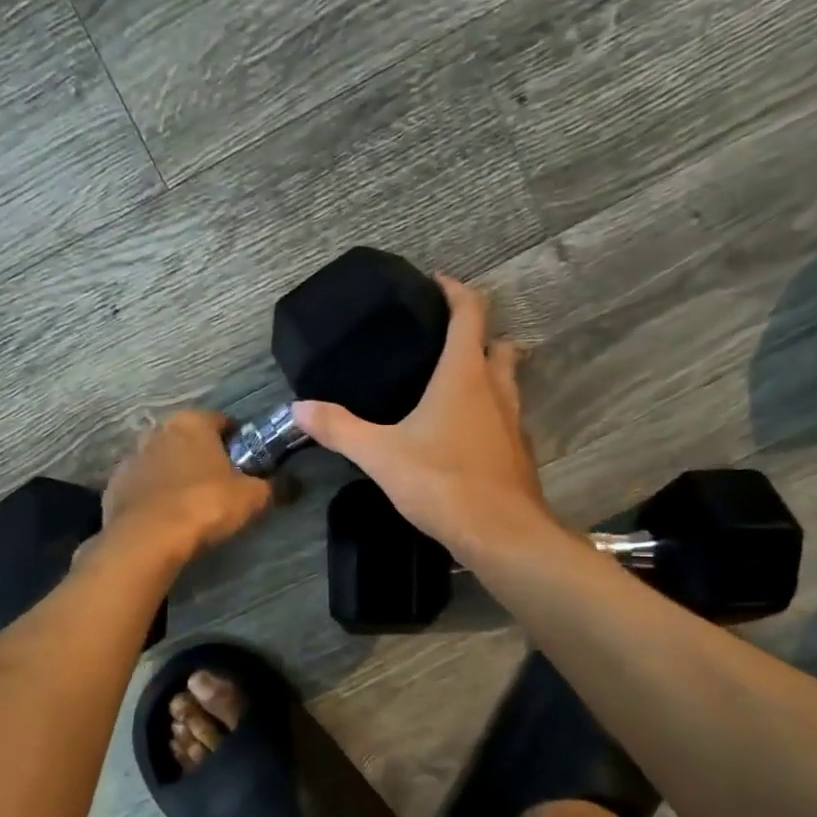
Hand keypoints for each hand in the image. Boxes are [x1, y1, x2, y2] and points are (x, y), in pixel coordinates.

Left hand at [102, 410, 273, 562]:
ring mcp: (131, 458)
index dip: (239, 443)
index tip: (248, 466)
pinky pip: (143, 487)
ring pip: (163, 462)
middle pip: (189, 441)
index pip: (223, 422)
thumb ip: (275, 487)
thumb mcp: (252, 498)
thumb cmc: (204, 505)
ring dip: (176, 476)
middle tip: (223, 487)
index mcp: (192, 422)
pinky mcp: (114, 487)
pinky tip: (166, 519)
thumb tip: (296, 484)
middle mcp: (158, 431)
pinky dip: (155, 497)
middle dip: (205, 458)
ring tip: (192, 506)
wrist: (147, 540)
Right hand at [292, 274, 556, 561]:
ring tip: (453, 384)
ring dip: (489, 373)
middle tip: (445, 340)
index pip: (471, 313)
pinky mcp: (518, 453)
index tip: (437, 283)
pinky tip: (465, 434)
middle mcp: (497, 389)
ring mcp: (514, 422)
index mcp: (465, 375)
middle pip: (499, 344)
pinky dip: (491, 413)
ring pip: (508, 381)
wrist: (501, 534)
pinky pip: (507, 418)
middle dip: (478, 334)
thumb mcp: (380, 455)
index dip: (456, 291)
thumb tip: (298, 408)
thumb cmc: (443, 483)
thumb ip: (339, 429)